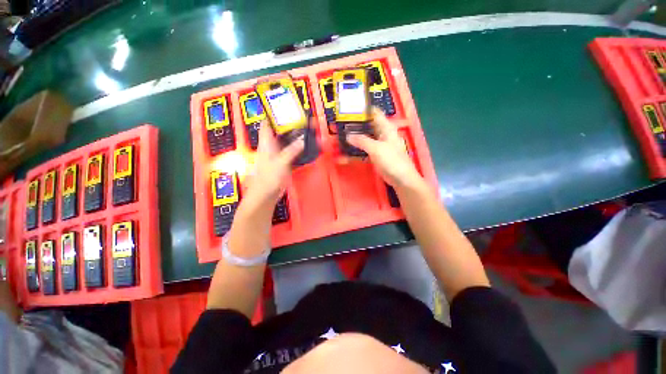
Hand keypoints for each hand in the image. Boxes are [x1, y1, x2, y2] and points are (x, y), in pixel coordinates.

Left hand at [245, 121, 303, 204]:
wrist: (266, 194)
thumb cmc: (268, 177)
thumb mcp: (281, 162)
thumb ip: (292, 150)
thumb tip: (302, 140)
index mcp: (266, 143)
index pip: (267, 123)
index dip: (273, 113)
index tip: (283, 106)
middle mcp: (270, 146)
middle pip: (278, 131)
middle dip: (288, 124)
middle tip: (300, 118)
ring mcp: (276, 154)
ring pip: (285, 141)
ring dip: (293, 136)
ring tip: (305, 129)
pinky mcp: (282, 162)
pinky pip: (290, 151)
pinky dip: (296, 148)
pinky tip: (304, 146)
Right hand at [347, 108, 422, 188]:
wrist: (400, 179)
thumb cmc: (392, 160)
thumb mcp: (376, 148)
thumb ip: (361, 141)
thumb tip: (347, 135)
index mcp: (385, 127)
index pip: (374, 113)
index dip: (362, 110)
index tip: (348, 109)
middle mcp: (381, 134)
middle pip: (366, 126)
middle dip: (353, 125)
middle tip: (339, 125)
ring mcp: (377, 145)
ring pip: (363, 138)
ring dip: (352, 139)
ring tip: (338, 138)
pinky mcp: (374, 155)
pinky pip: (363, 150)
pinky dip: (355, 152)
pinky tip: (344, 155)